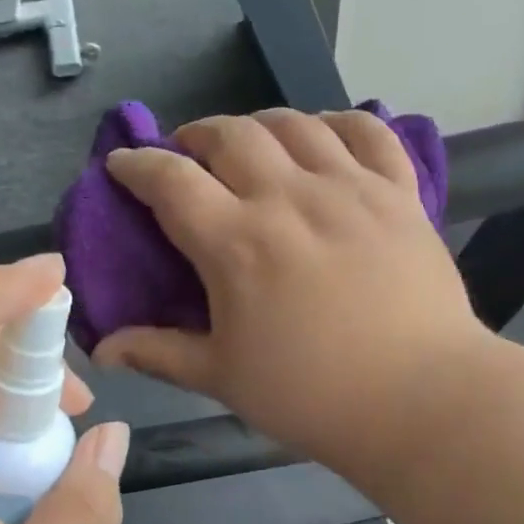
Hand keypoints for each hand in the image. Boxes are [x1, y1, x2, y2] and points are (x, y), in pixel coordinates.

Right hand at [94, 109, 490, 478]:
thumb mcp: (224, 377)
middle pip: (230, 135)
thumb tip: (102, 352)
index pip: (170, 180)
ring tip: (252, 143)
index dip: (137, 165)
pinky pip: (368, 132)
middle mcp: (289, 198)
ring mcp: (350, 189)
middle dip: (196, 135)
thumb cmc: (312, 396)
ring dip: (260, 124)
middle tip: (189, 155)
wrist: (421, 400)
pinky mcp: (399, 193)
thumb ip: (159, 354)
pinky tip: (326, 135)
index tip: (123, 164)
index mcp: (237, 242)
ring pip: (295, 124)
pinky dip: (339, 123)